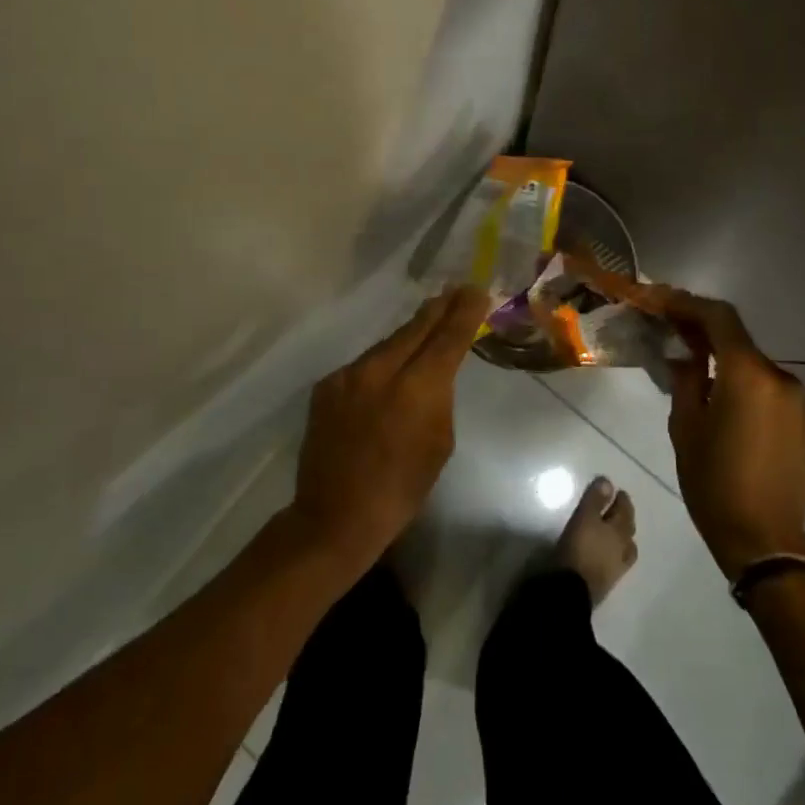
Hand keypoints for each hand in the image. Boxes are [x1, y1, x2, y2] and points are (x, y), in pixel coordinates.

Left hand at [291, 287, 487, 567]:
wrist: (335, 514)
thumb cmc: (402, 488)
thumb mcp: (440, 442)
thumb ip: (439, 397)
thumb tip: (434, 373)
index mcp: (418, 388)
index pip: (447, 337)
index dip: (464, 312)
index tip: (477, 290)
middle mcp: (380, 370)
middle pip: (415, 328)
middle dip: (439, 309)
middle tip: (457, 290)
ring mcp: (348, 375)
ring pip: (388, 344)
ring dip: (410, 336)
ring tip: (428, 326)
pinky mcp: (327, 385)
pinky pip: (364, 365)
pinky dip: (382, 363)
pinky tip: (390, 371)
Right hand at [639, 286, 804, 579]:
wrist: (766, 540)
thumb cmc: (714, 484)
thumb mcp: (685, 427)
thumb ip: (686, 380)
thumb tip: (686, 357)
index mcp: (748, 376)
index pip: (719, 318)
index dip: (687, 303)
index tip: (659, 300)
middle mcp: (780, 377)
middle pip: (737, 338)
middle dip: (701, 329)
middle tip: (667, 327)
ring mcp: (798, 398)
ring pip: (752, 362)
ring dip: (722, 355)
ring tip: (690, 363)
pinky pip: (767, 385)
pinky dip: (741, 378)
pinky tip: (719, 392)